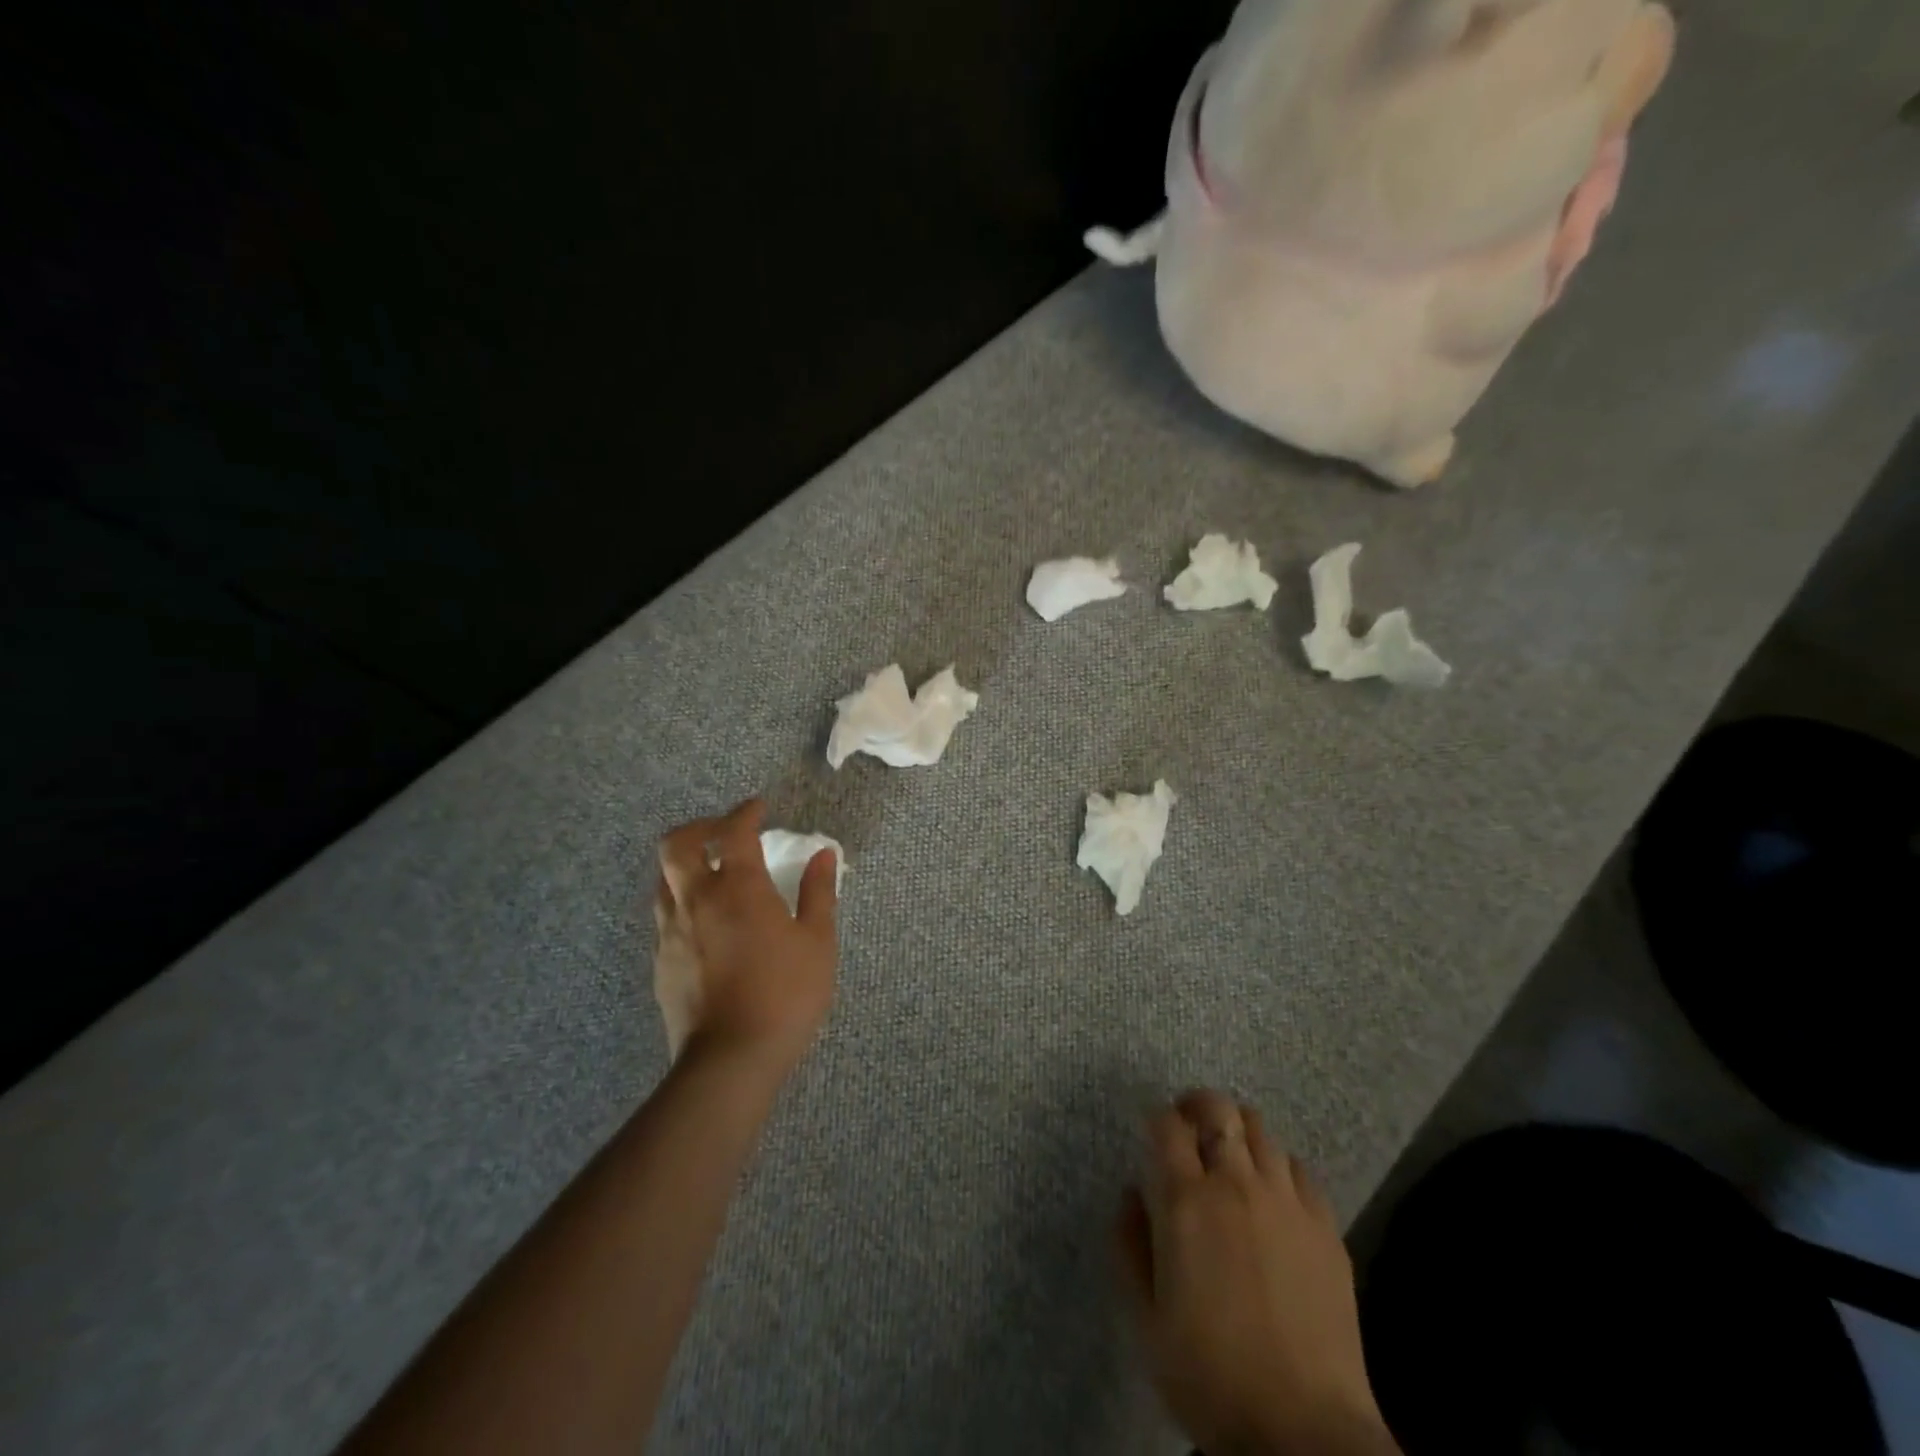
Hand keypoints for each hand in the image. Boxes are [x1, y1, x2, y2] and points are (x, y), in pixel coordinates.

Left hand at [653, 799, 837, 1069]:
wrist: (730, 1059)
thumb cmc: (785, 994)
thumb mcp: (817, 942)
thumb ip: (818, 893)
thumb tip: (823, 854)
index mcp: (738, 888)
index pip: (733, 832)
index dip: (745, 812)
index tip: (758, 807)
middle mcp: (696, 900)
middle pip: (676, 844)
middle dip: (699, 827)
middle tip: (724, 832)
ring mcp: (672, 932)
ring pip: (663, 879)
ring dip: (685, 865)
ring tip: (712, 874)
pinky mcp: (661, 961)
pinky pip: (665, 915)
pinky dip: (682, 901)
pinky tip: (706, 922)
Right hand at [1118, 1091, 1397, 1455]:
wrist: (1304, 1432)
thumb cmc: (1211, 1377)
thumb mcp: (1145, 1319)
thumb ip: (1128, 1246)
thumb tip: (1130, 1194)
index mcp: (1186, 1202)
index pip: (1167, 1125)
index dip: (1156, 1118)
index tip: (1152, 1130)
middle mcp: (1236, 1185)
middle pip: (1219, 1109)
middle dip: (1198, 1105)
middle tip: (1188, 1126)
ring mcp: (1287, 1202)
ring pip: (1261, 1130)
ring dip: (1239, 1132)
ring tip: (1231, 1157)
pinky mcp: (1326, 1227)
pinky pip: (1300, 1168)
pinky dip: (1279, 1166)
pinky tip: (1273, 1194)